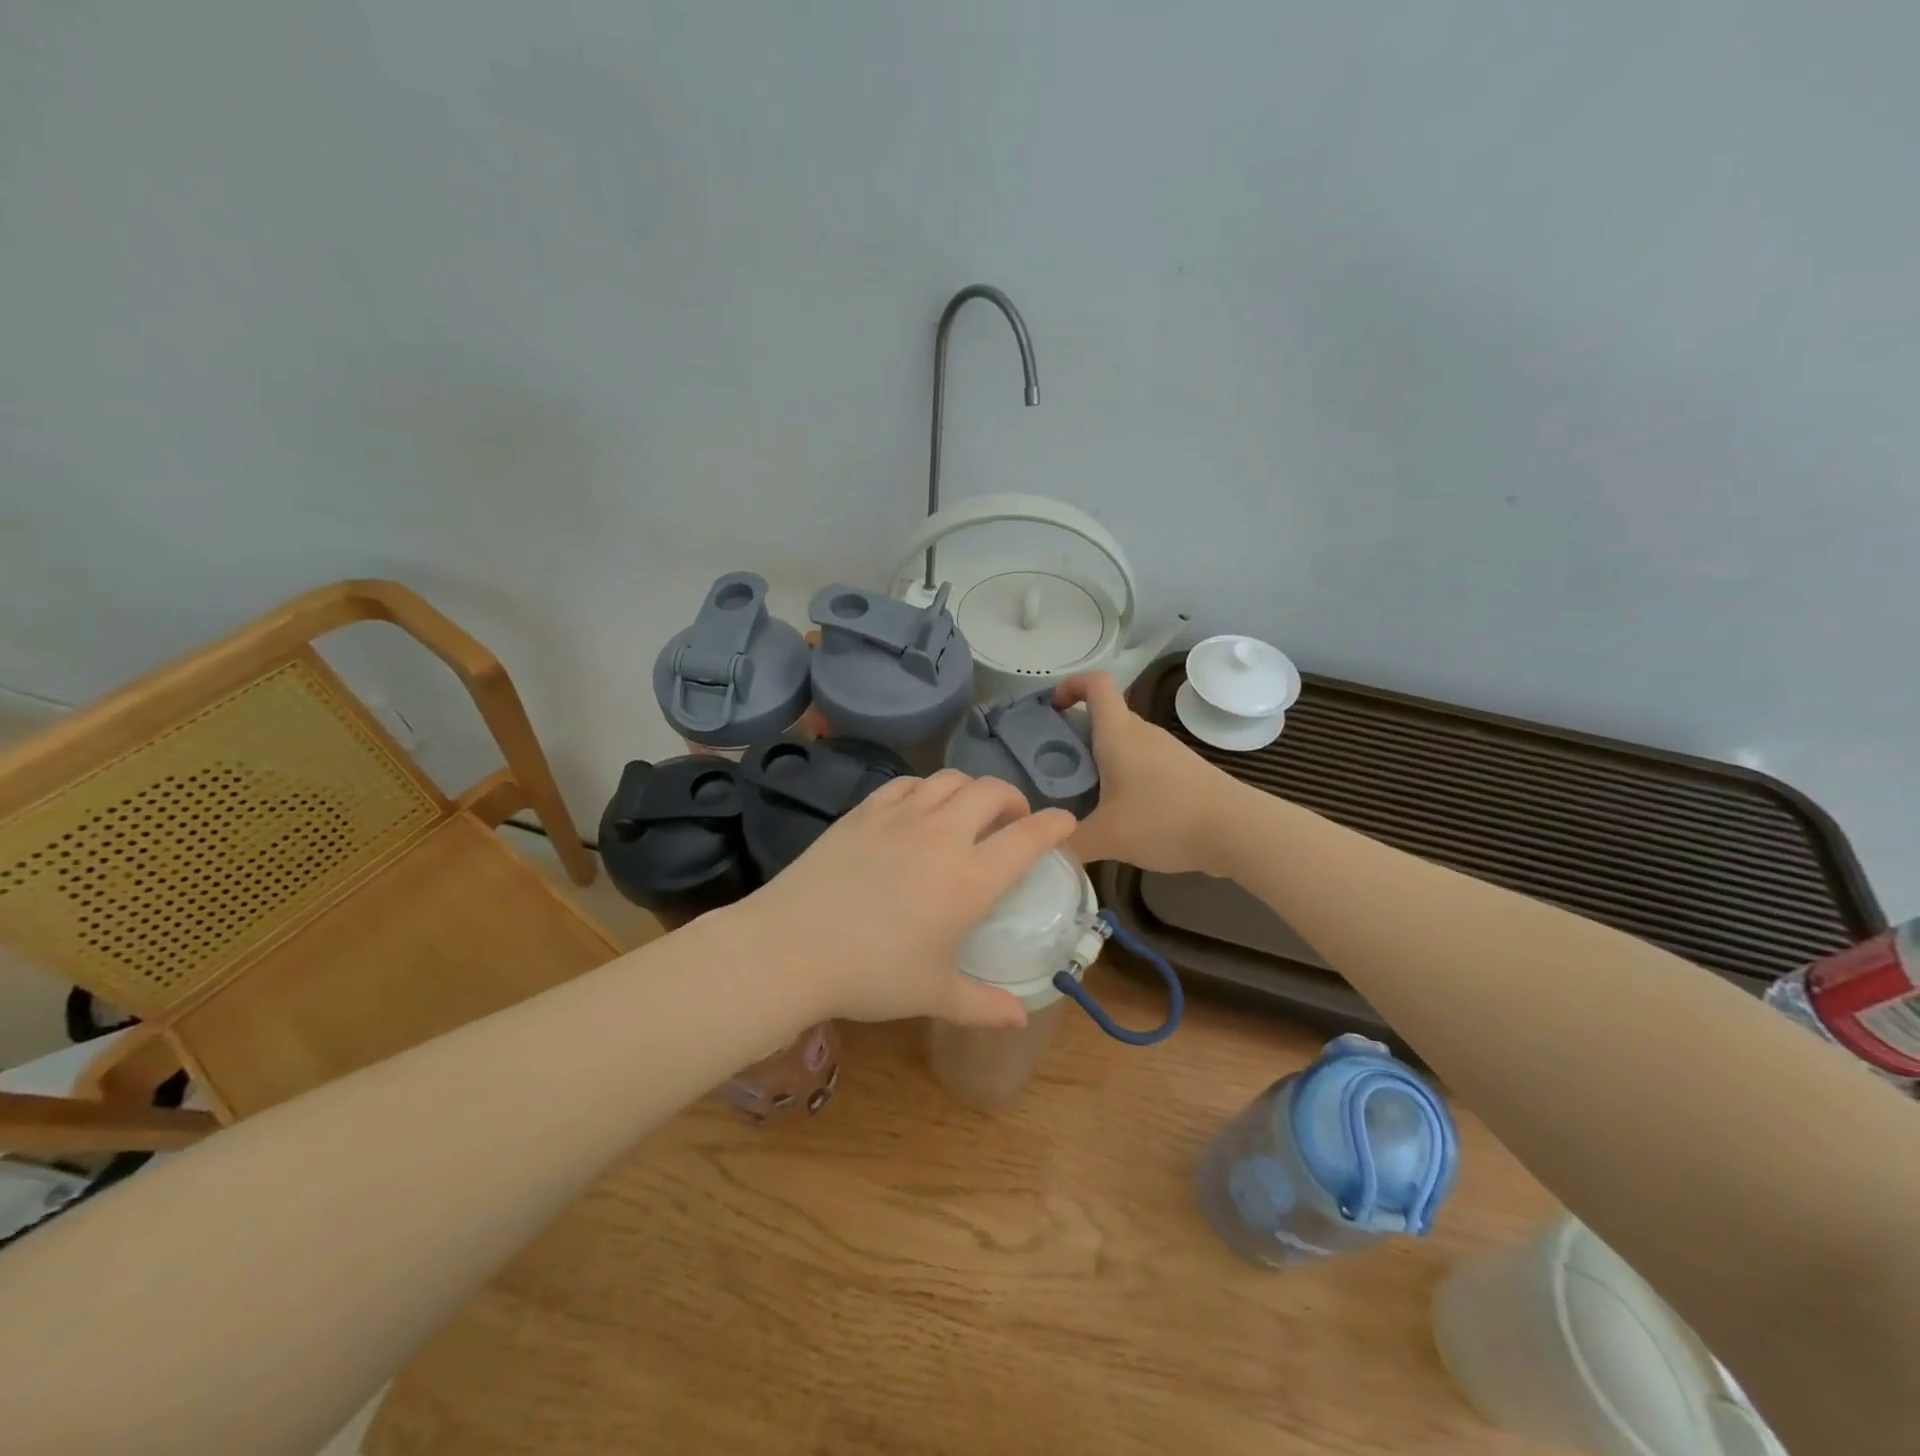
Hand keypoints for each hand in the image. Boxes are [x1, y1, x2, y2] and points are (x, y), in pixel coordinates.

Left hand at [729, 771, 1077, 1029]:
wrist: (791, 947)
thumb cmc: (871, 975)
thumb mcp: (933, 994)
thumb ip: (983, 1005)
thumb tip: (1022, 1017)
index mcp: (970, 878)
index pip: (1029, 835)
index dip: (1055, 825)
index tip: (1065, 824)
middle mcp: (942, 835)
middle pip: (992, 791)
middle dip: (1013, 799)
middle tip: (1011, 822)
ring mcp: (900, 816)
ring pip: (950, 779)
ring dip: (970, 790)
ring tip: (967, 813)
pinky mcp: (864, 811)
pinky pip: (907, 783)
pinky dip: (926, 790)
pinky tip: (919, 810)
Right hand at [1053, 672, 1239, 874]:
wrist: (1237, 831)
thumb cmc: (1165, 820)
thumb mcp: (1107, 837)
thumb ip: (1070, 842)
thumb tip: (1045, 848)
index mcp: (1118, 734)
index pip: (1096, 684)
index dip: (1071, 685)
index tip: (1052, 707)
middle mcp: (1143, 733)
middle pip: (1107, 716)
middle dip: (1079, 734)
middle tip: (1057, 767)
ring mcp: (1168, 751)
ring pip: (1126, 742)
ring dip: (1103, 759)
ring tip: (1085, 795)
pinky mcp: (1184, 771)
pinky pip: (1144, 762)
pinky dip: (1126, 776)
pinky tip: (1123, 812)